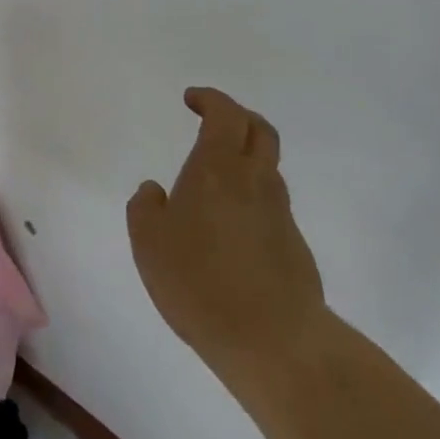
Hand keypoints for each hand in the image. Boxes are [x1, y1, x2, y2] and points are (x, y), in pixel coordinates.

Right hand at [128, 88, 324, 384]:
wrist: (273, 339)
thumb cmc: (199, 280)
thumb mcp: (148, 241)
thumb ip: (145, 207)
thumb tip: (155, 190)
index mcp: (218, 168)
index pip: (225, 114)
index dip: (210, 99)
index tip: (192, 99)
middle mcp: (255, 181)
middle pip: (259, 130)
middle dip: (237, 116)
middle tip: (213, 121)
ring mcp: (280, 213)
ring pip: (267, 168)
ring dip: (244, 159)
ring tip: (214, 180)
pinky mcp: (293, 245)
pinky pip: (269, 205)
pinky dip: (250, 198)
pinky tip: (227, 227)